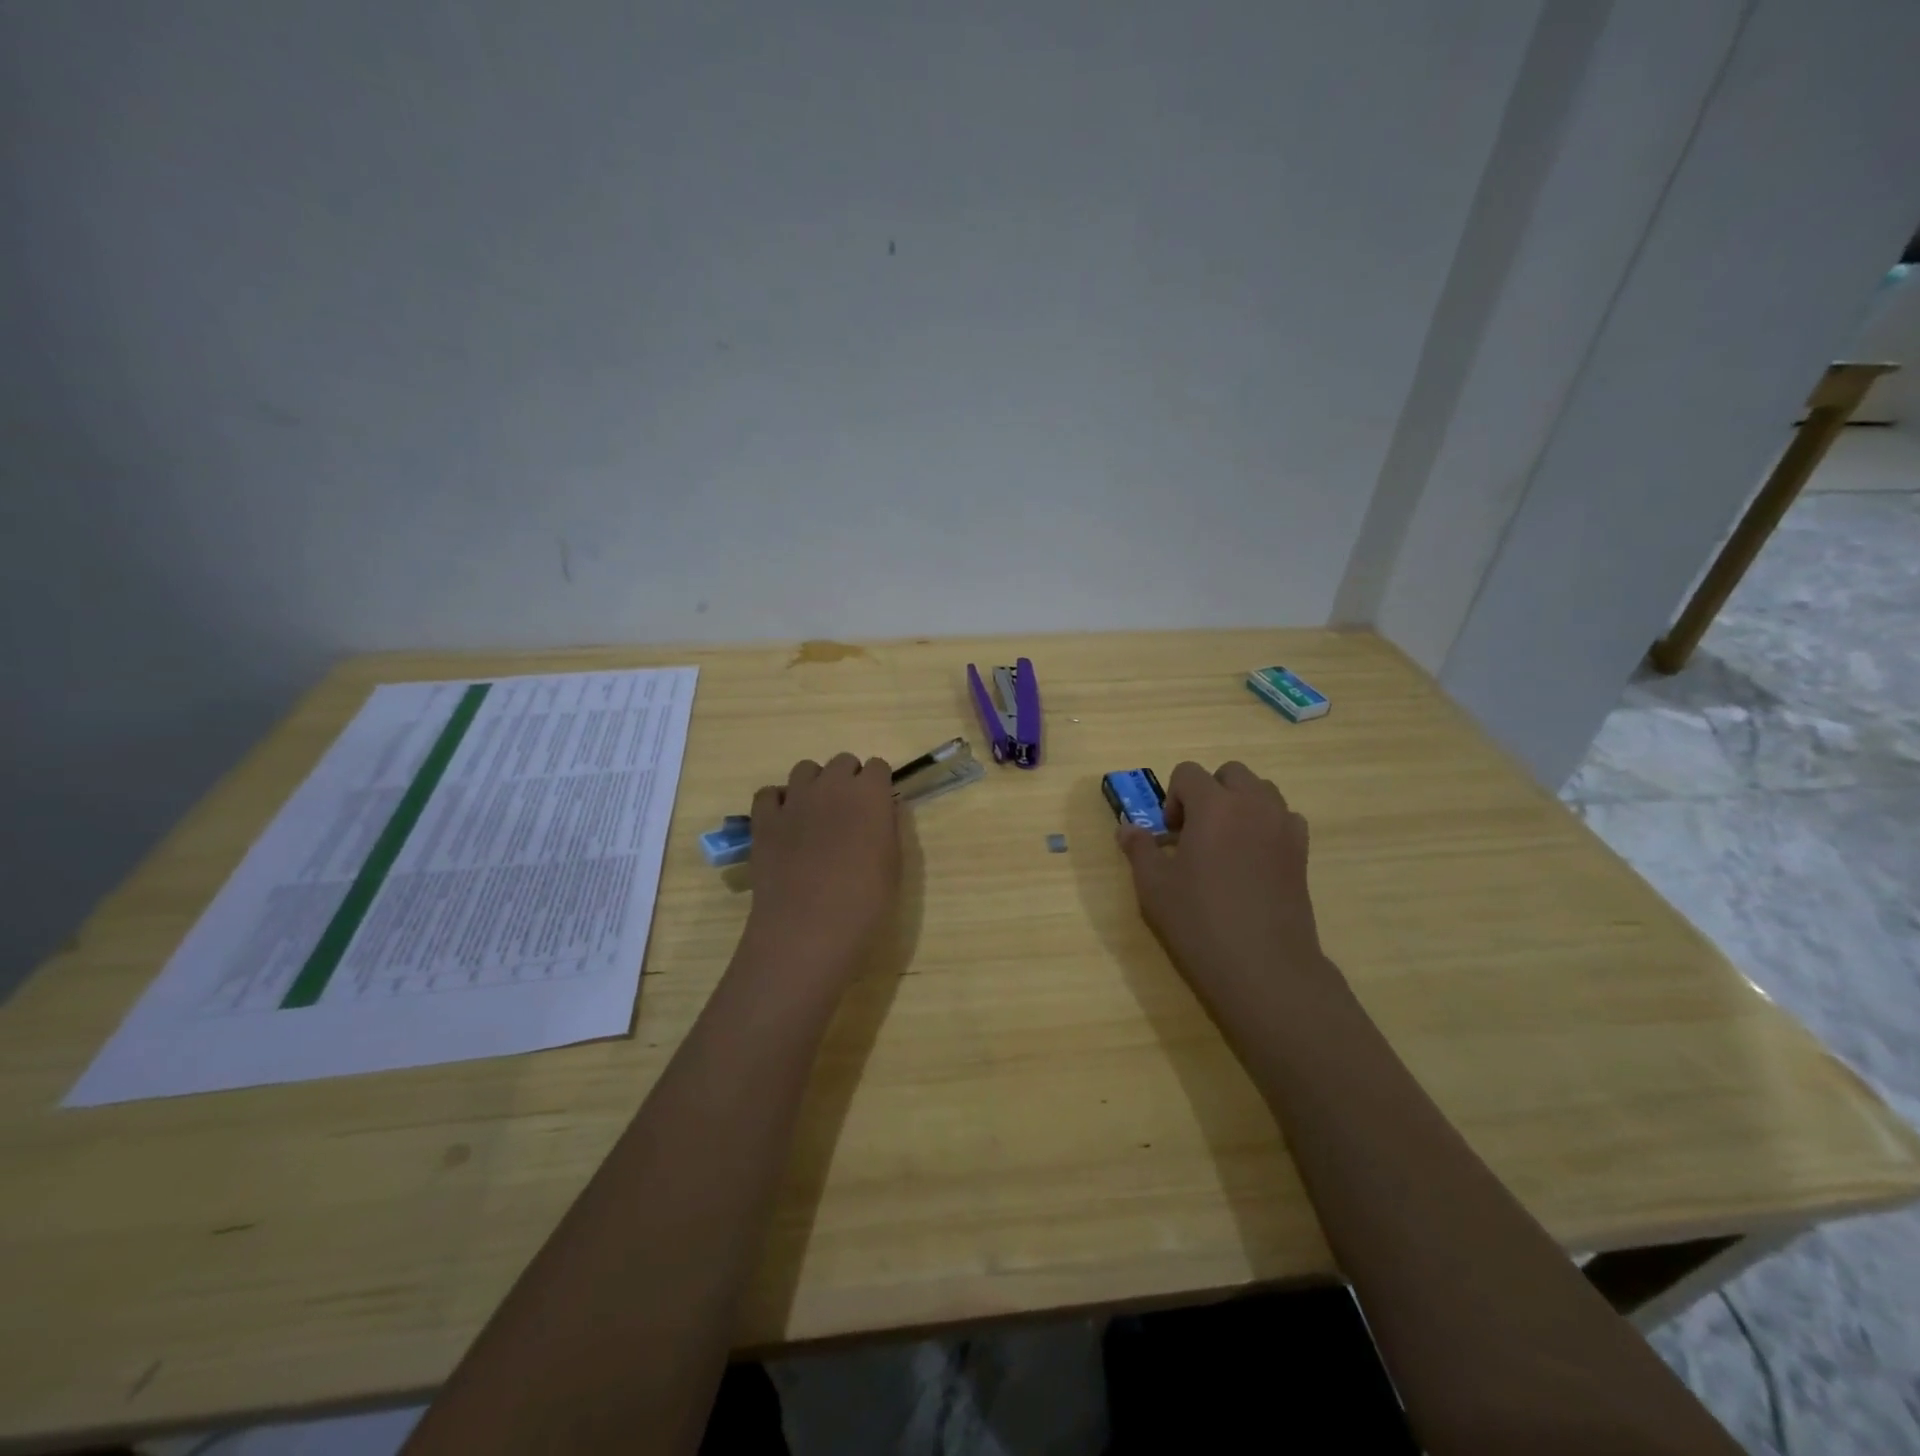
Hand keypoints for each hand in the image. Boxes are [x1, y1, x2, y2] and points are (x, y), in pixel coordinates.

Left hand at [744, 753, 901, 978]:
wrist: (808, 928)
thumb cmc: (865, 902)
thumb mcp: (894, 864)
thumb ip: (887, 828)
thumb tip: (881, 812)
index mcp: (870, 794)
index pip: (878, 766)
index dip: (878, 785)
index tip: (878, 806)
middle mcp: (832, 786)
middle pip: (842, 762)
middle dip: (848, 779)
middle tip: (849, 812)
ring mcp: (794, 800)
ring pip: (805, 769)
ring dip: (815, 784)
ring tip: (816, 815)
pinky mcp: (764, 819)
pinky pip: (769, 793)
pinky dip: (778, 802)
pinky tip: (785, 823)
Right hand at [1117, 761, 1339, 1005]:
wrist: (1264, 967)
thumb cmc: (1200, 922)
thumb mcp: (1154, 886)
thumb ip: (1139, 849)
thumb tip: (1127, 828)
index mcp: (1214, 806)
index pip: (1188, 773)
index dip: (1173, 798)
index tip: (1169, 835)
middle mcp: (1253, 805)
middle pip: (1231, 773)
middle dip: (1209, 792)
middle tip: (1195, 833)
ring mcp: (1283, 828)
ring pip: (1262, 791)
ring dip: (1240, 804)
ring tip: (1225, 844)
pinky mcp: (1302, 853)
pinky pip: (1284, 818)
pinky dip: (1267, 825)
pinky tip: (1253, 860)